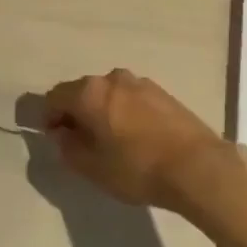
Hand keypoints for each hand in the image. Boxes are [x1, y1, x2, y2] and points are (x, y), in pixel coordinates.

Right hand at [43, 69, 229, 211]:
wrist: (197, 166)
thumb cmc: (137, 168)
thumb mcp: (93, 168)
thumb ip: (68, 148)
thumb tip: (61, 134)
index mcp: (89, 92)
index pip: (54, 96)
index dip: (49, 117)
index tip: (55, 139)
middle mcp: (111, 78)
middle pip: (81, 91)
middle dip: (75, 113)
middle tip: (81, 142)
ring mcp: (139, 82)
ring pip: (108, 94)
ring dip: (101, 112)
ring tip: (111, 141)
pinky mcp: (161, 92)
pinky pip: (130, 98)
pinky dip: (124, 112)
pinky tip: (135, 137)